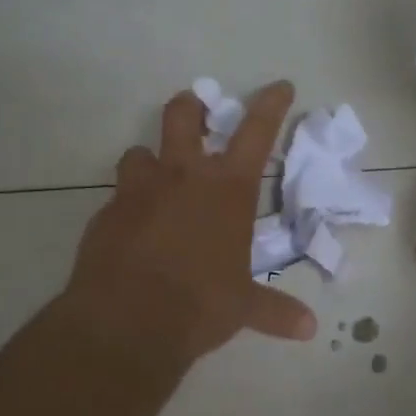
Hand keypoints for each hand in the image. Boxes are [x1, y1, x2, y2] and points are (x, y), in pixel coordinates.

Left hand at [59, 81, 317, 365]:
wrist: (129, 321)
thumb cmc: (201, 303)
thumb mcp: (243, 306)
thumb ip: (275, 310)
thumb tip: (309, 329)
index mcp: (228, 189)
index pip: (256, 132)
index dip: (270, 104)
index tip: (280, 85)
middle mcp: (184, 177)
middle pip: (183, 117)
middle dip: (190, 107)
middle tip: (194, 110)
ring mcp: (140, 190)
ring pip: (139, 152)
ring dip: (149, 160)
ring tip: (154, 178)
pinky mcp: (106, 213)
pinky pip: (118, 197)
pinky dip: (127, 205)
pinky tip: (131, 229)